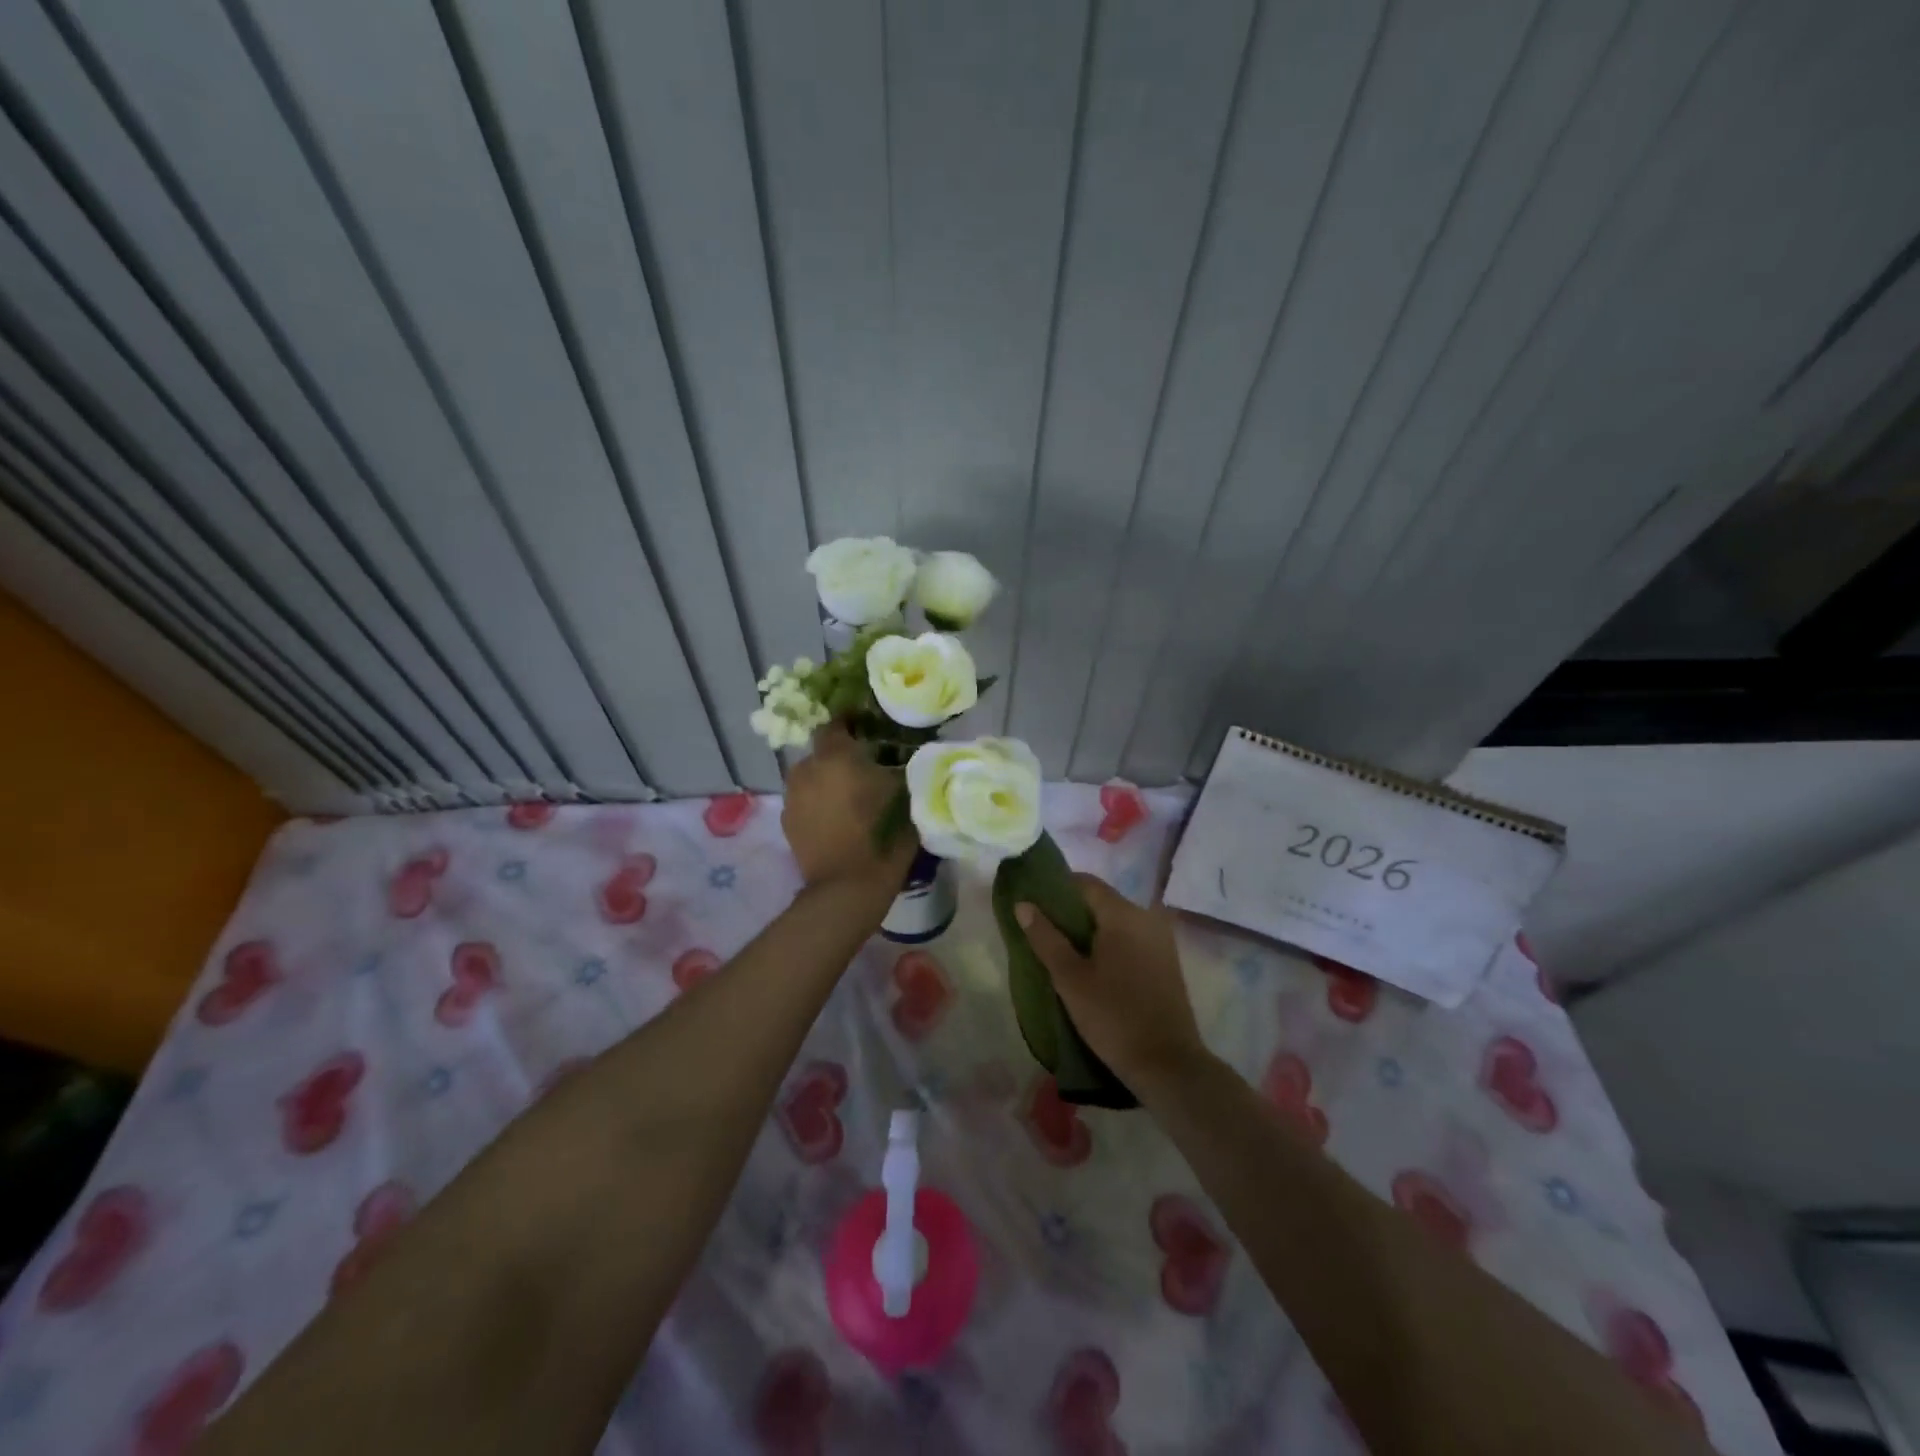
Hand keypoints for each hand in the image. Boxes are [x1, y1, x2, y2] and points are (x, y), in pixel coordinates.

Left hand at [781, 725, 917, 889]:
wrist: (848, 887)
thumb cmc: (882, 836)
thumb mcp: (903, 793)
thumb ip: (897, 765)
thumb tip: (898, 753)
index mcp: (835, 755)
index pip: (836, 723)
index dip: (852, 724)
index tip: (869, 731)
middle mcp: (806, 768)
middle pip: (823, 752)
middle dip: (840, 757)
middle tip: (865, 769)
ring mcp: (791, 796)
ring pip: (811, 776)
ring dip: (827, 781)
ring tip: (849, 797)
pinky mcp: (786, 821)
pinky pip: (804, 800)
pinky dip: (817, 803)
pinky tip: (836, 819)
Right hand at [1016, 874, 1209, 1092]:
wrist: (1168, 1065)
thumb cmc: (1113, 1017)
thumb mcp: (1070, 978)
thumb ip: (1045, 937)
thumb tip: (1023, 904)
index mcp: (1124, 914)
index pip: (1085, 883)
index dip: (1056, 889)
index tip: (1033, 906)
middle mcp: (1146, 917)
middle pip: (1100, 901)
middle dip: (1070, 912)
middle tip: (1042, 933)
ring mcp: (1160, 939)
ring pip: (1115, 921)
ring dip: (1088, 931)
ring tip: (1061, 952)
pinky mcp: (1166, 961)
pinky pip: (1130, 938)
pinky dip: (1108, 944)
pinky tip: (1090, 967)